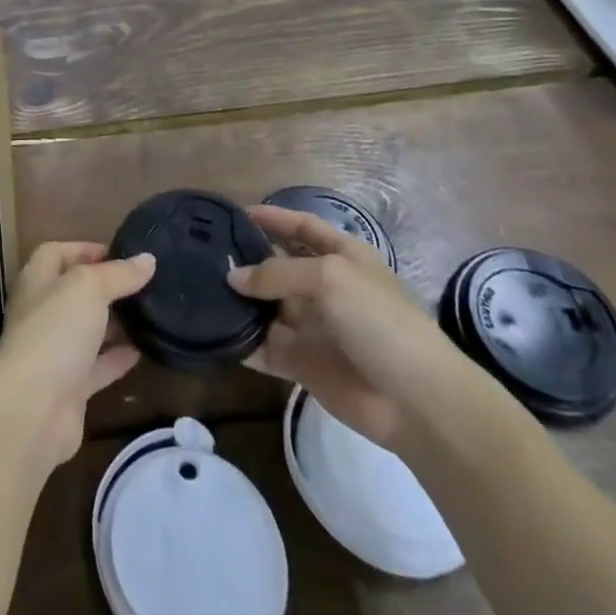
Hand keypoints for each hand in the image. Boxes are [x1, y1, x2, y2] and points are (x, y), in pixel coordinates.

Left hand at [0, 242, 155, 468]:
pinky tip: (144, 351)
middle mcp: (42, 312)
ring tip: (150, 313)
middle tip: (143, 283)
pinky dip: (117, 358)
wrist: (33, 408)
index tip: (119, 253)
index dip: (84, 249)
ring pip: (88, 330)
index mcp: (37, 280)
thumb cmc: (55, 331)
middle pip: (74, 291)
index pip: (56, 253)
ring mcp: (54, 351)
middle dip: (105, 286)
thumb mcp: (89, 289)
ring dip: (114, 322)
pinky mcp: (69, 387)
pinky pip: (97, 366)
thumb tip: (148, 259)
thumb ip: (119, 274)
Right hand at [227, 205, 473, 451]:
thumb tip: (233, 277)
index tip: (236, 213)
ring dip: (238, 301)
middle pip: (278, 267)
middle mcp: (325, 287)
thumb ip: (277, 272)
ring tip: (198, 290)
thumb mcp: (329, 278)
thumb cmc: (378, 321)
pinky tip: (213, 331)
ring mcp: (313, 327)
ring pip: (266, 307)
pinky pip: (264, 347)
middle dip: (246, 261)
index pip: (303, 228)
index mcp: (343, 257)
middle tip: (203, 255)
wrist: (417, 401)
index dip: (274, 218)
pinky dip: (241, 341)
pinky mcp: (303, 363)